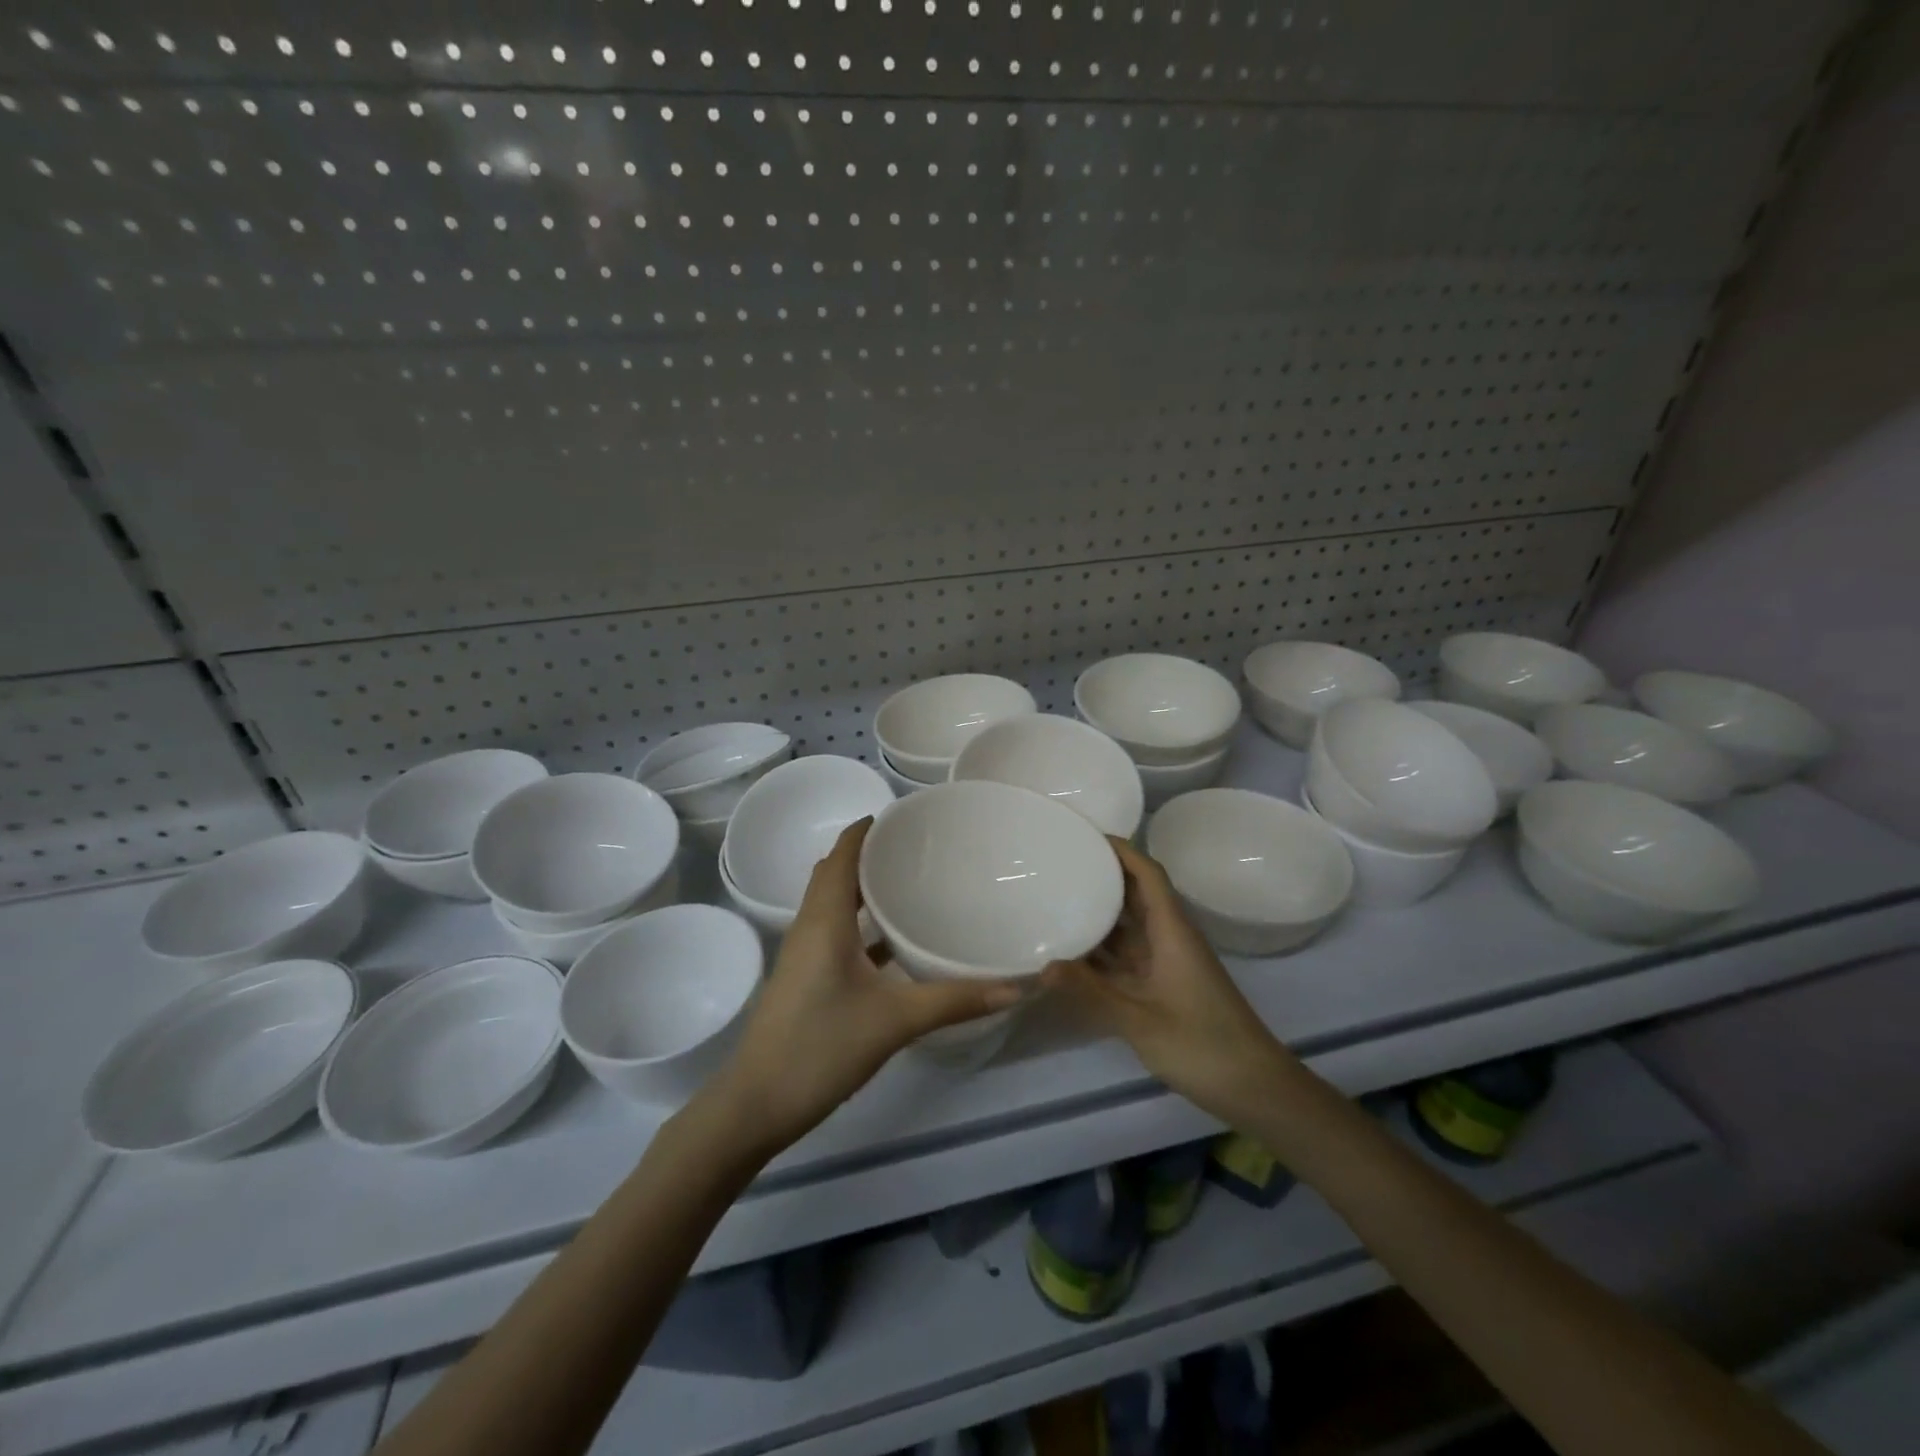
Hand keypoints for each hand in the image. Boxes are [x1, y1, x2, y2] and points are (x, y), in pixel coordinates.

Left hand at [703, 817, 1023, 1157]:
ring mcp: (805, 954)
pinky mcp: (806, 978)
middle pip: (836, 873)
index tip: (906, 816)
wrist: (756, 1105)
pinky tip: (895, 942)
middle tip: (919, 848)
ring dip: (864, 889)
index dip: (866, 829)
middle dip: (870, 854)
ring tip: (912, 883)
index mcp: (824, 919)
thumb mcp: (894, 1021)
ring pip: (834, 904)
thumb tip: (1014, 987)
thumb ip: (954, 1001)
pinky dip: (862, 924)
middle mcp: (810, 926)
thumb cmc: (820, 1047)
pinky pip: (835, 933)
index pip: (842, 855)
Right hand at [1042, 837, 1293, 1124]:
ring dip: (1101, 913)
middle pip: (1137, 894)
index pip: (1149, 874)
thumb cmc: (1202, 1045)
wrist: (1255, 1088)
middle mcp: (1170, 939)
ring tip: (1058, 898)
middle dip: (1104, 876)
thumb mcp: (1140, 1019)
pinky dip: (1104, 949)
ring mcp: (1168, 963)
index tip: (1086, 835)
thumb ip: (1091, 991)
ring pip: (1131, 926)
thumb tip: (1042, 966)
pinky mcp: (1165, 986)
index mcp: (1172, 932)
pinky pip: (1129, 955)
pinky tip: (1073, 951)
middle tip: (1060, 865)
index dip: (1122, 850)